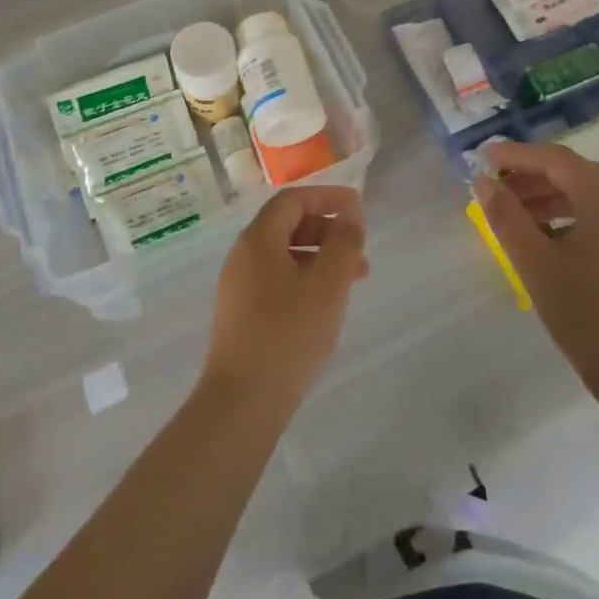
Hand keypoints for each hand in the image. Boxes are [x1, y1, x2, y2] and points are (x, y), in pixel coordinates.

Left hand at [201, 185, 368, 419]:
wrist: (242, 401)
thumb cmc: (288, 335)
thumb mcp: (327, 285)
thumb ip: (343, 243)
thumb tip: (350, 214)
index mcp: (258, 239)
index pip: (292, 200)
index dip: (327, 197)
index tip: (358, 207)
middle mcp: (243, 255)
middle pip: (286, 225)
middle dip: (326, 230)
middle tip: (359, 248)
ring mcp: (239, 285)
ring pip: (284, 255)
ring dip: (319, 257)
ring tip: (353, 280)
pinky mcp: (242, 313)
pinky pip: (277, 279)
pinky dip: (305, 278)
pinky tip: (325, 304)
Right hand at [474, 140, 598, 429]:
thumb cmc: (584, 312)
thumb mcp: (534, 262)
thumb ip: (506, 216)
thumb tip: (483, 182)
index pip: (557, 159)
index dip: (517, 154)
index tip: (483, 158)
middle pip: (572, 174)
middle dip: (530, 175)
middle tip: (493, 186)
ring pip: (584, 197)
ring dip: (544, 197)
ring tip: (510, 213)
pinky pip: (595, 219)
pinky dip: (563, 216)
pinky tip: (540, 237)